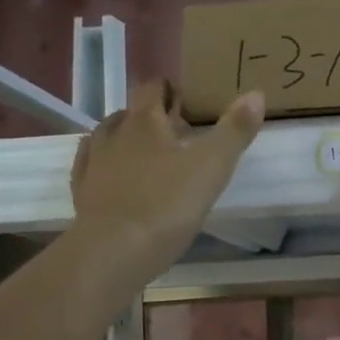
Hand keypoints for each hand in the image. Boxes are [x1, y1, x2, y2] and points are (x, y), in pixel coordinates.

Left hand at [68, 80, 264, 270]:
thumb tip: (256, 93)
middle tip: (175, 133)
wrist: (115, 250)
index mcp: (146, 122)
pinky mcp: (82, 191)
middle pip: (130, 113)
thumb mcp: (213, 167)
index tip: (186, 102)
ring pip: (106, 136)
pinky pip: (90, 165)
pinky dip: (103, 163)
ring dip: (125, 138)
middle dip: (150, 116)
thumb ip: (234, 130)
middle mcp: (114, 134)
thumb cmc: (168, 205)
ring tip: (146, 154)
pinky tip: (113, 173)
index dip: (169, 90)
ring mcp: (93, 163)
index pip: (153, 89)